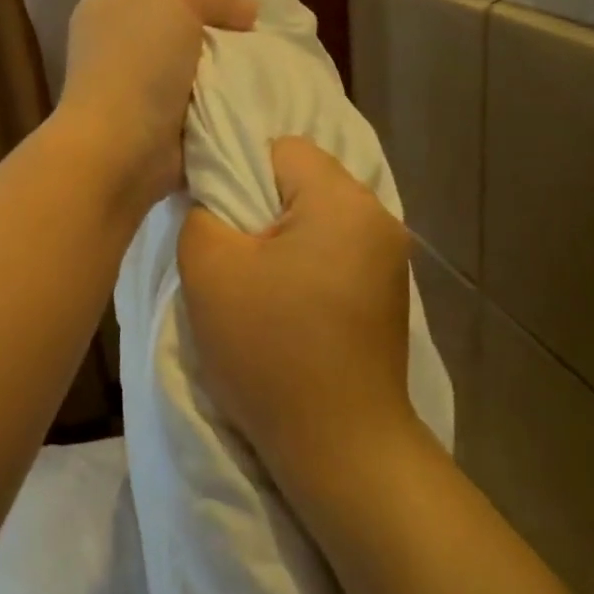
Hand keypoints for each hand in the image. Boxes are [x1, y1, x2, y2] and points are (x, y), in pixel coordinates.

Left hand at [56, 0, 257, 212]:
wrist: (122, 149)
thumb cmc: (136, 64)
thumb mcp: (175, 1)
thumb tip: (249, 11)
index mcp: (103, 6)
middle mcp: (115, 44)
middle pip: (172, 22)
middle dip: (211, 22)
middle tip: (255, 20)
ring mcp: (136, 88)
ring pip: (190, 64)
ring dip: (222, 65)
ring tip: (264, 54)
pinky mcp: (157, 124)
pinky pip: (198, 102)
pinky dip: (222, 101)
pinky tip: (254, 90)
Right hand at [177, 137, 418, 513]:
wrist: (339, 445)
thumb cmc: (270, 350)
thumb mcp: (210, 271)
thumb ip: (202, 211)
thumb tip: (213, 195)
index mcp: (342, 199)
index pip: (281, 148)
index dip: (240, 173)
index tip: (221, 221)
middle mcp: (378, 217)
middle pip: (305, 181)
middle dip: (263, 208)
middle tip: (236, 258)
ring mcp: (391, 258)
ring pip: (320, 219)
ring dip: (286, 239)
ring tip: (261, 287)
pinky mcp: (390, 293)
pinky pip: (338, 252)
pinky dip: (309, 265)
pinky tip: (292, 308)